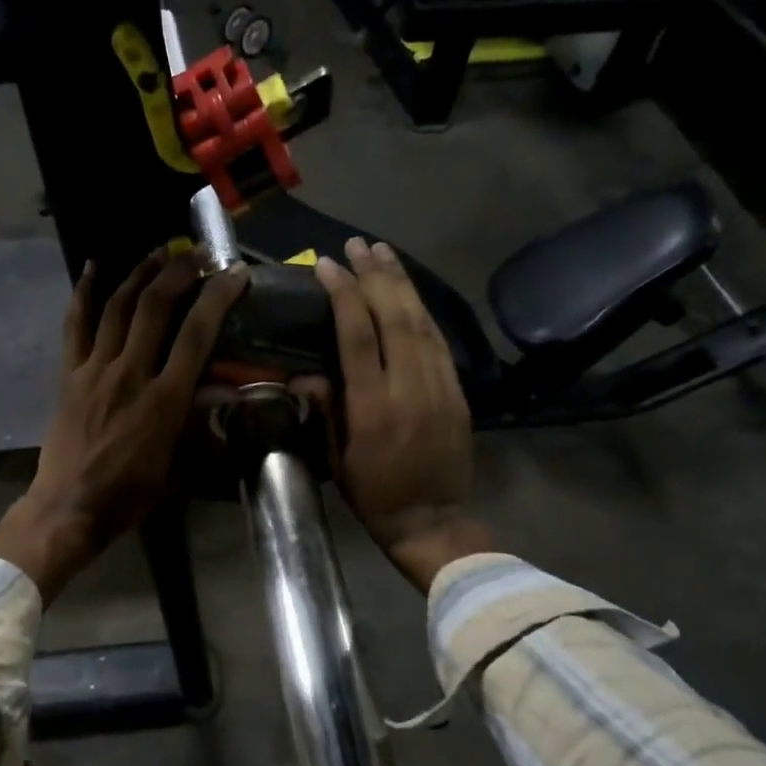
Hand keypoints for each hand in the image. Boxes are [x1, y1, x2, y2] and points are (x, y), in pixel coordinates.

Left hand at [0, 251, 249, 601]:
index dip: (217, 298)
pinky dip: (84, 293)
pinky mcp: (69, 373)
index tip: (234, 274)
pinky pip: (76, 325)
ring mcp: (95, 369)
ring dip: (140, 273)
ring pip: (118, 306)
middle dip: (180, 272)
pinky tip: (92, 267)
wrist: (69, 507)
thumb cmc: (130, 495)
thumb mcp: (180, 469)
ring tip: (160, 251)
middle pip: (156, 307)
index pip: (196, 335)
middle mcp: (130, 373)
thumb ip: (205, 430)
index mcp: (164, 401)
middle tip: (199, 253)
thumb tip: (227, 397)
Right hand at [313, 238, 494, 590]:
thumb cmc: (373, 494)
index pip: (358, 336)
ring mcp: (440, 387)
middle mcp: (410, 388)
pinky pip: (438, 341)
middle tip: (358, 245)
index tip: (328, 266)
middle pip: (394, 317)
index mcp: (373, 407)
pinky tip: (408, 292)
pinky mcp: (457, 391)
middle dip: (375, 276)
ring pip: (421, 322)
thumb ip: (326, 410)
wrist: (432, 520)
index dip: (343, 296)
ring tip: (383, 253)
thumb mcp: (336, 458)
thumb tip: (308, 372)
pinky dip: (421, 310)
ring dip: (401, 283)